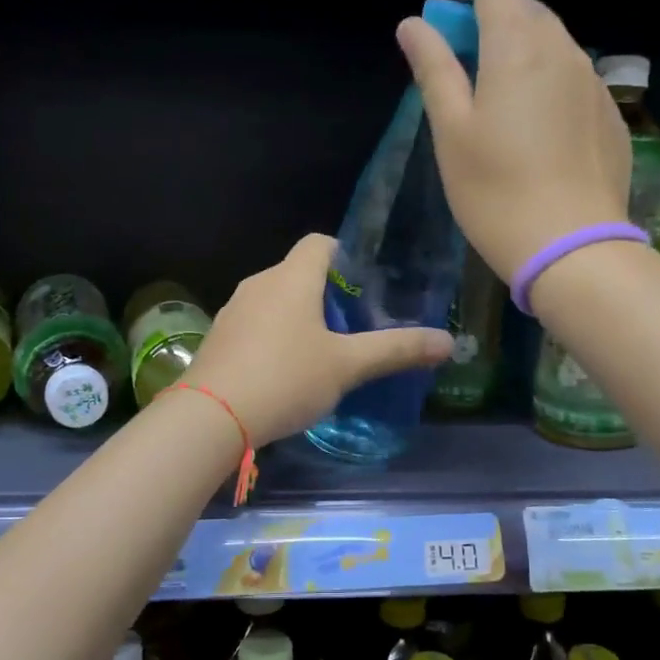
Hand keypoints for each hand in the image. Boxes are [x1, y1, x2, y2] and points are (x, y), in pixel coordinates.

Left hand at [182, 234, 453, 446]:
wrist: (211, 417)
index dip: (346, 256)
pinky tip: (286, 372)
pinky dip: (274, 337)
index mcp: (291, 278)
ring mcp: (233, 311)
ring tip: (324, 351)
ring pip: (275, 300)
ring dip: (299, 317)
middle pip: (298, 272)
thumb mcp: (347, 366)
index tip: (366, 286)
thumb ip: (396, 350)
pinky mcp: (219, 339)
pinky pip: (255, 325)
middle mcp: (259, 284)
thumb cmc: (285, 378)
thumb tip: (448, 342)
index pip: (320, 243)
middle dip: (327, 293)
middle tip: (355, 325)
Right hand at [396, 0, 631, 281]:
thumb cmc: (496, 191)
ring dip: (519, 52)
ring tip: (494, 102)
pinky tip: (533, 133)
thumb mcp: (452, 131)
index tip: (444, 0)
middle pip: (527, 10)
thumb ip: (433, 69)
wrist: (573, 248)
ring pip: (553, 46)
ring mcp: (594, 84)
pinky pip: (573, 81)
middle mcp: (565, 51)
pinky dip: (546, 83)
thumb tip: (414, 24)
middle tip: (459, 60)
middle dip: (489, 18)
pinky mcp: (610, 117)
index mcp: (519, 46)